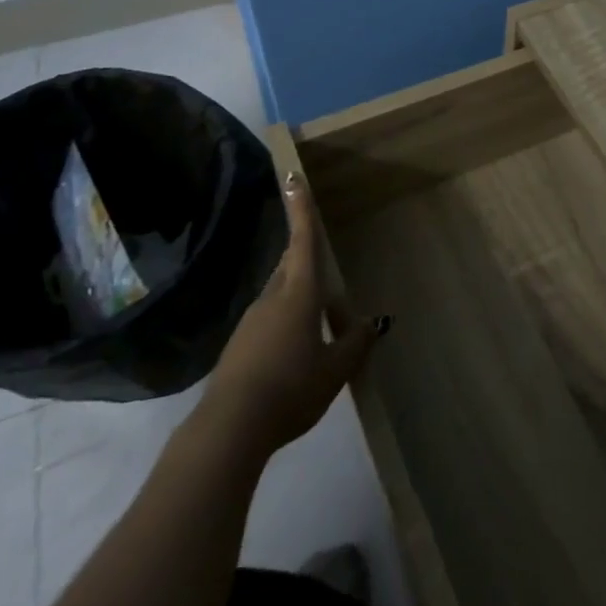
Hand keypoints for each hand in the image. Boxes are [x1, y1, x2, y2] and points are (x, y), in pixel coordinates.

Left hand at [194, 169, 388, 461]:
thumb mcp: (334, 370)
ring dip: (298, 296)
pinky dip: (285, 323)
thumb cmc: (291, 388)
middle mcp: (272, 299)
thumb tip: (375, 324)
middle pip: (290, 266)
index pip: (302, 242)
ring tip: (319, 320)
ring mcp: (251, 322)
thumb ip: (355, 344)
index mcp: (298, 295)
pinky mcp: (239, 346)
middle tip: (322, 257)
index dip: (301, 210)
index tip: (293, 178)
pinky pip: (268, 320)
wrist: (230, 428)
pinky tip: (295, 353)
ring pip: (279, 295)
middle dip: (304, 256)